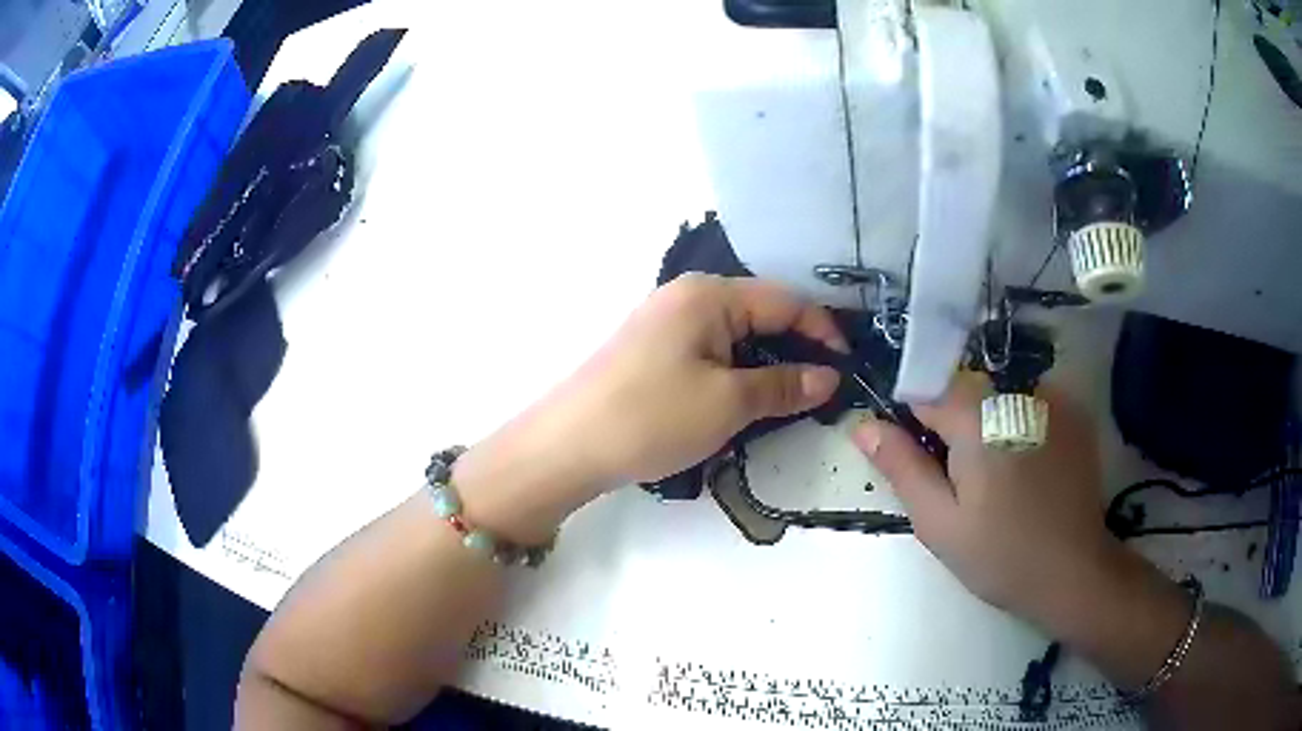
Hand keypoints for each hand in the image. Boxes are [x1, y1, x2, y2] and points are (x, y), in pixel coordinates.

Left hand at [456, 274, 845, 541]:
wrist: (566, 446)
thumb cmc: (652, 417)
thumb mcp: (728, 403)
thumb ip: (784, 385)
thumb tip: (828, 378)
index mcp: (709, 294)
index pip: (785, 300)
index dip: (823, 330)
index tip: (848, 367)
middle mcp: (687, 296)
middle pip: (760, 314)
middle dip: (796, 348)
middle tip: (825, 388)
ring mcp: (666, 322)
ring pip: (736, 335)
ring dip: (767, 364)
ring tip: (793, 399)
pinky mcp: (653, 350)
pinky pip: (711, 351)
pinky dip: (737, 371)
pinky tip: (747, 398)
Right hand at [852, 373, 1121, 625]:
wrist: (1074, 573)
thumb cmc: (1000, 556)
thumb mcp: (938, 523)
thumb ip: (901, 467)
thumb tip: (864, 425)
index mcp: (978, 416)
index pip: (925, 388)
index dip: (912, 420)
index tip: (916, 458)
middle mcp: (1017, 391)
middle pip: (965, 391)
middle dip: (952, 427)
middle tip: (960, 485)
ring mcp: (1052, 398)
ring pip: (998, 398)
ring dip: (988, 428)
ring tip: (998, 483)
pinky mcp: (1074, 413)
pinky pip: (1031, 404)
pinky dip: (1019, 427)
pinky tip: (1028, 472)